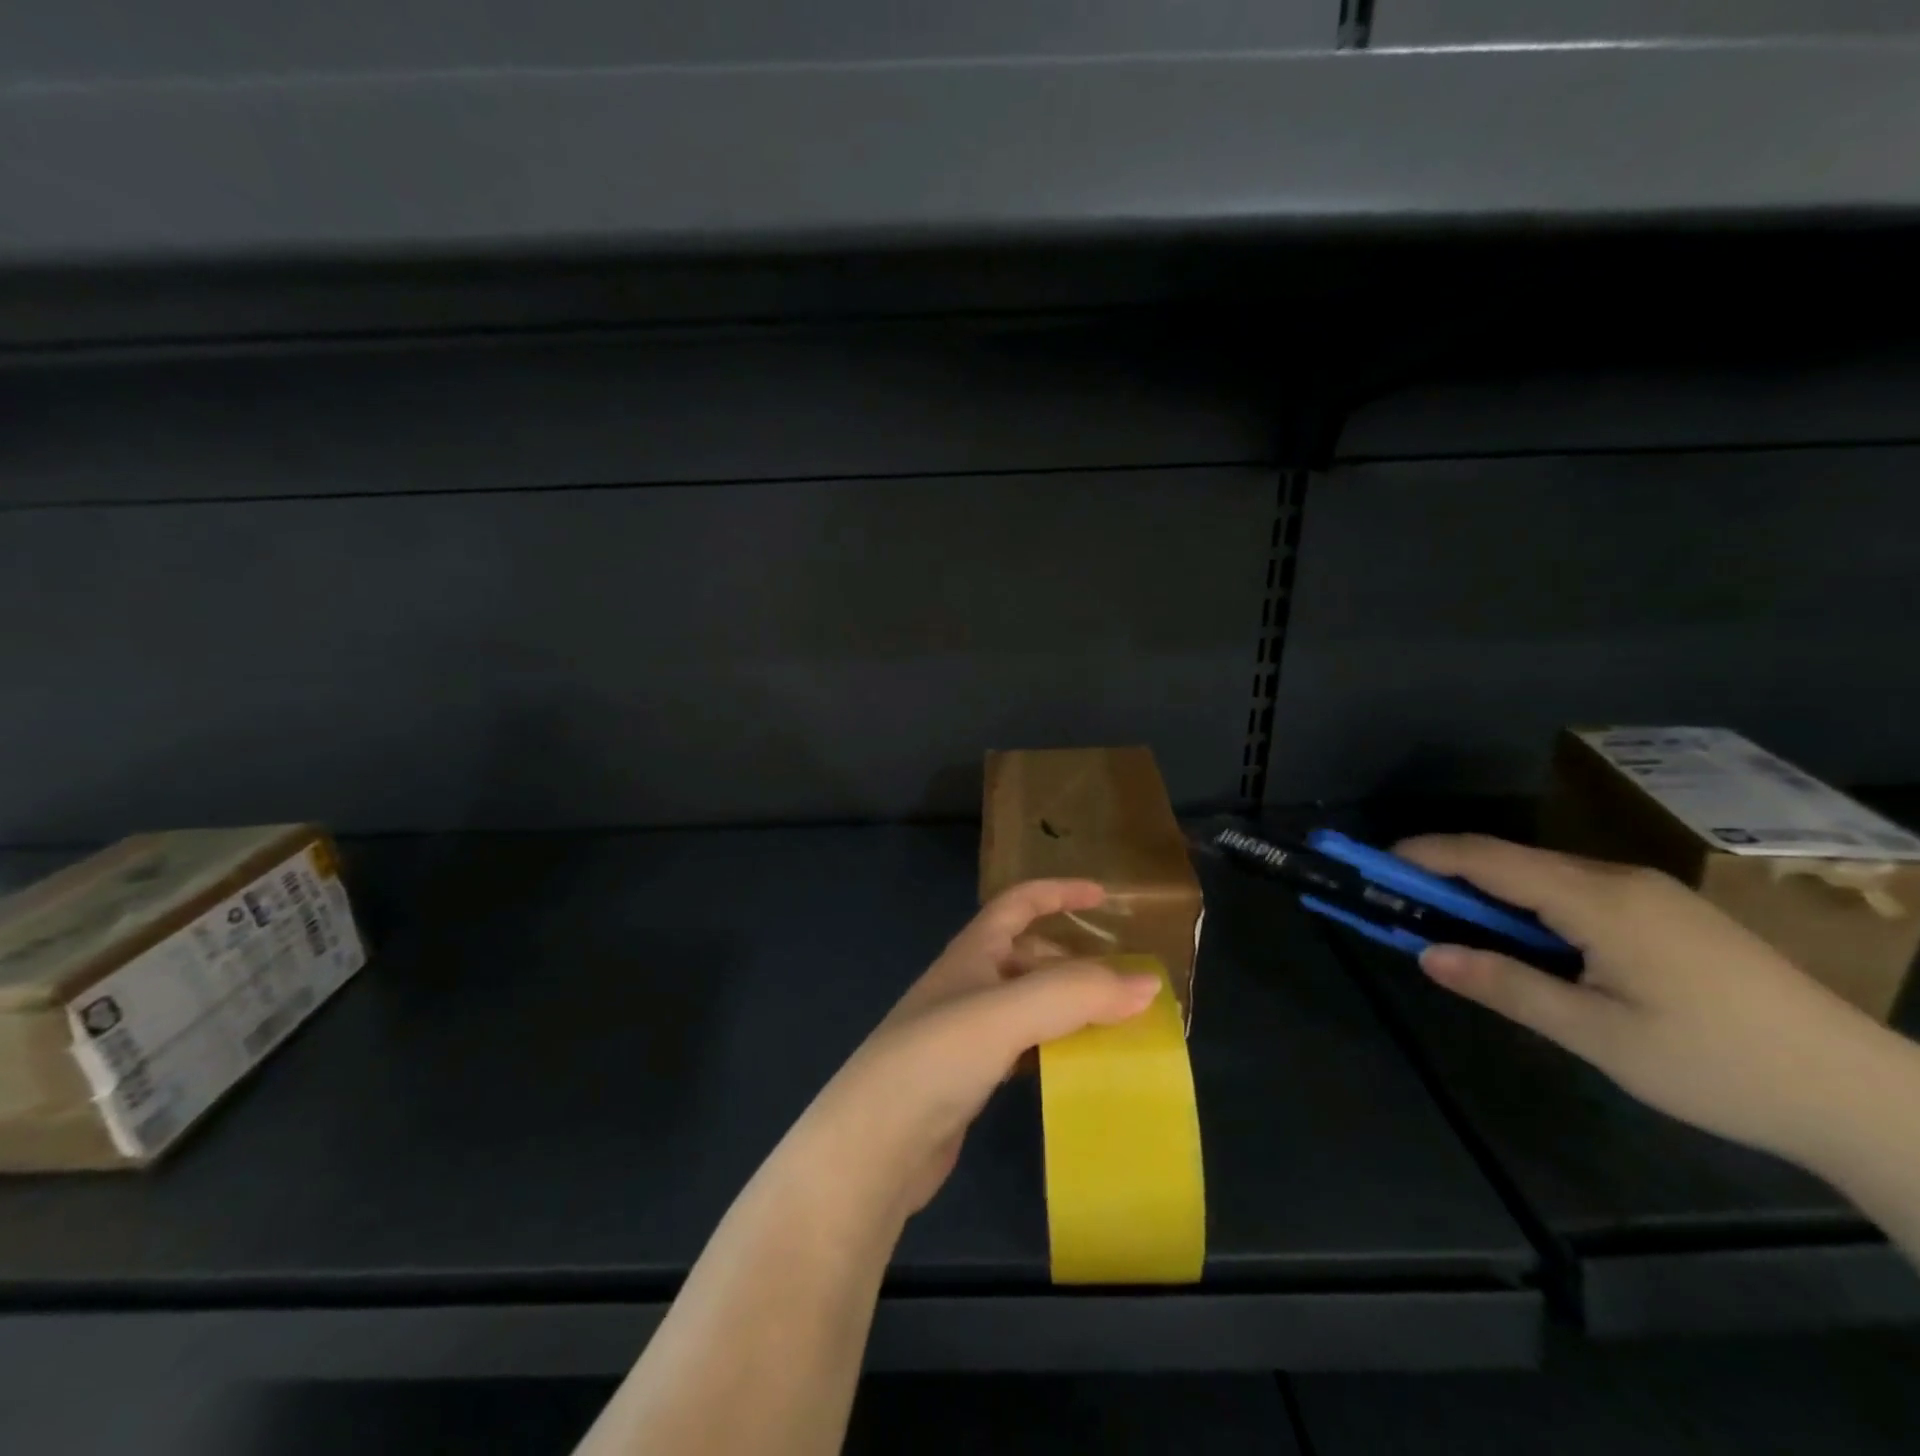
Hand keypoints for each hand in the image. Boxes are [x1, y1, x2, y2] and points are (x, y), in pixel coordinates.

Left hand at [784, 880, 1161, 1227]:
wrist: (872, 1145)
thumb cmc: (937, 1058)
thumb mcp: (1008, 1013)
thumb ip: (1077, 994)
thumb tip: (1149, 983)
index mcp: (971, 953)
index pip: (1018, 903)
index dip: (1059, 892)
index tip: (1104, 896)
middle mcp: (967, 985)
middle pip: (1028, 956)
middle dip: (1074, 961)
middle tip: (1123, 983)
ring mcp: (964, 1033)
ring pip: (1028, 1005)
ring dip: (1068, 1008)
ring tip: (1115, 1025)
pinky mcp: (968, 1078)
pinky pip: (1023, 1048)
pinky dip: (1053, 1048)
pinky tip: (1077, 1068)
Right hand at [1395, 835, 1893, 1167]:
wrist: (1863, 1093)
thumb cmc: (1716, 1064)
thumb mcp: (1597, 1035)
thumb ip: (1506, 986)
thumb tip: (1426, 953)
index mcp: (1596, 900)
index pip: (1486, 858)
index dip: (1425, 854)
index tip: (1374, 861)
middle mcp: (1618, 879)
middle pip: (1511, 860)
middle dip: (1448, 873)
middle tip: (1403, 900)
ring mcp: (1650, 893)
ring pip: (1544, 875)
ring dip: (1490, 892)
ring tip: (1455, 925)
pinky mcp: (1670, 912)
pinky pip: (1577, 890)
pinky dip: (1530, 904)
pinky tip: (1529, 941)